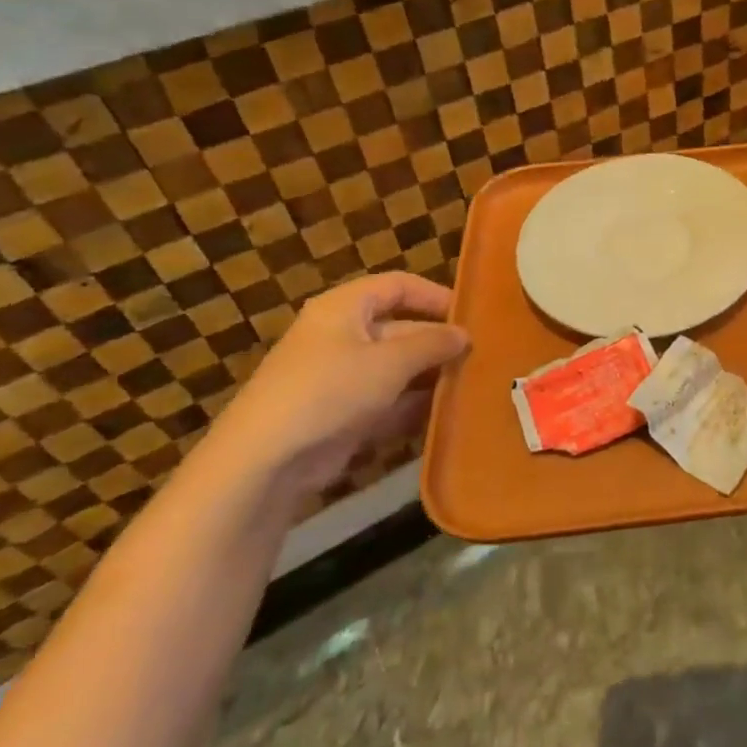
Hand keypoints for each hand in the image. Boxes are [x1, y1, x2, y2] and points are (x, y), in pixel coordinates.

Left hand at [199, 273, 468, 496]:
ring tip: (472, 386)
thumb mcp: (390, 362)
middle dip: (438, 344)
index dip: (435, 295)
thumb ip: (432, 344)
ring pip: (396, 369)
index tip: (470, 316)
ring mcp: (340, 378)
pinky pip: (386, 402)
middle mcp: (341, 336)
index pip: (398, 286)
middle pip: (400, 329)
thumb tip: (464, 335)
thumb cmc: (331, 391)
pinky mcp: (342, 415)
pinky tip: (445, 416)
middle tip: (480, 358)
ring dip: (430, 378)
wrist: (266, 460)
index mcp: (345, 308)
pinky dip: (412, 407)